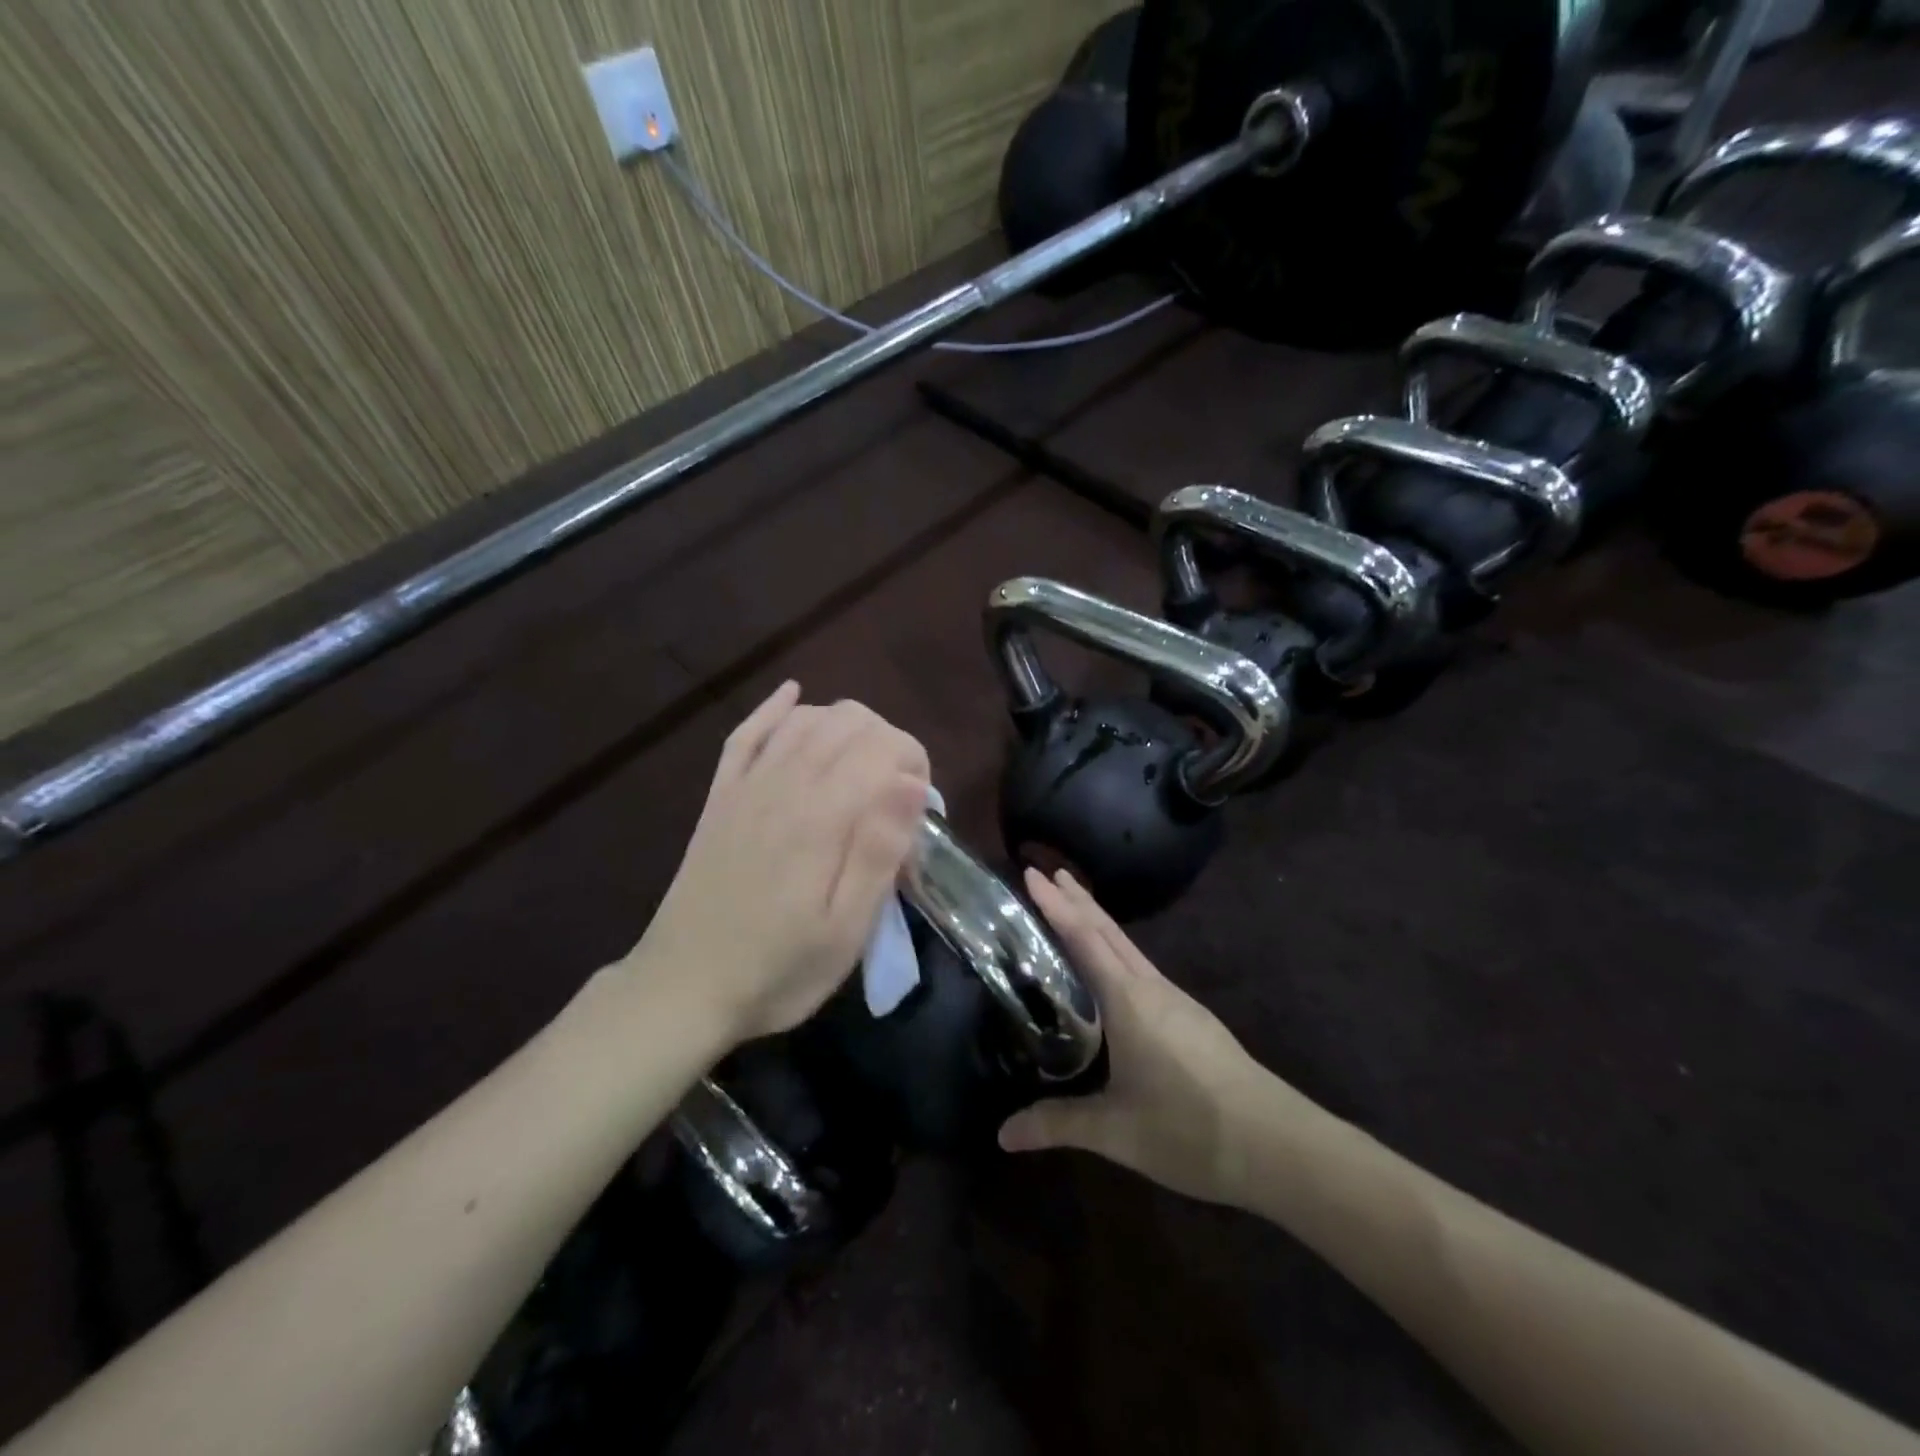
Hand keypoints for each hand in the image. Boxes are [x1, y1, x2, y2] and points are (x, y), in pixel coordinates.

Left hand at [627, 682, 929, 1044]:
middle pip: (847, 722)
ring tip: (863, 765)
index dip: (914, 762)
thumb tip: (911, 783)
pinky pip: (747, 734)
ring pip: (804, 719)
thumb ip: (879, 852)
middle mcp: (783, 785)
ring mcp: (746, 786)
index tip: (921, 808)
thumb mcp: (845, 931)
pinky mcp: (720, 797)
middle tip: (897, 795)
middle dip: (887, 742)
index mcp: (820, 817)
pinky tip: (793, 696)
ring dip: (845, 725)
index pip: (882, 747)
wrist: (682, 989)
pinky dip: (775, 709)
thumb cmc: (778, 969)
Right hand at [998, 868, 1302, 1207]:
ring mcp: (1177, 1001)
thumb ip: (1057, 1124)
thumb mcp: (1115, 1131)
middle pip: (1108, 931)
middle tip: (1049, 872)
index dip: (1056, 905)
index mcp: (1129, 1001)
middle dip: (1078, 899)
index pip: (1084, 938)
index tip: (1033, 873)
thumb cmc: (1189, 1129)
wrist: (1278, 1145)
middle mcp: (1152, 989)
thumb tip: (1004, 1134)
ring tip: (1076, 908)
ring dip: (1099, 923)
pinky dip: (1118, 951)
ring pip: (1129, 948)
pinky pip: (1143, 969)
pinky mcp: (1193, 1019)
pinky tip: (1116, 972)